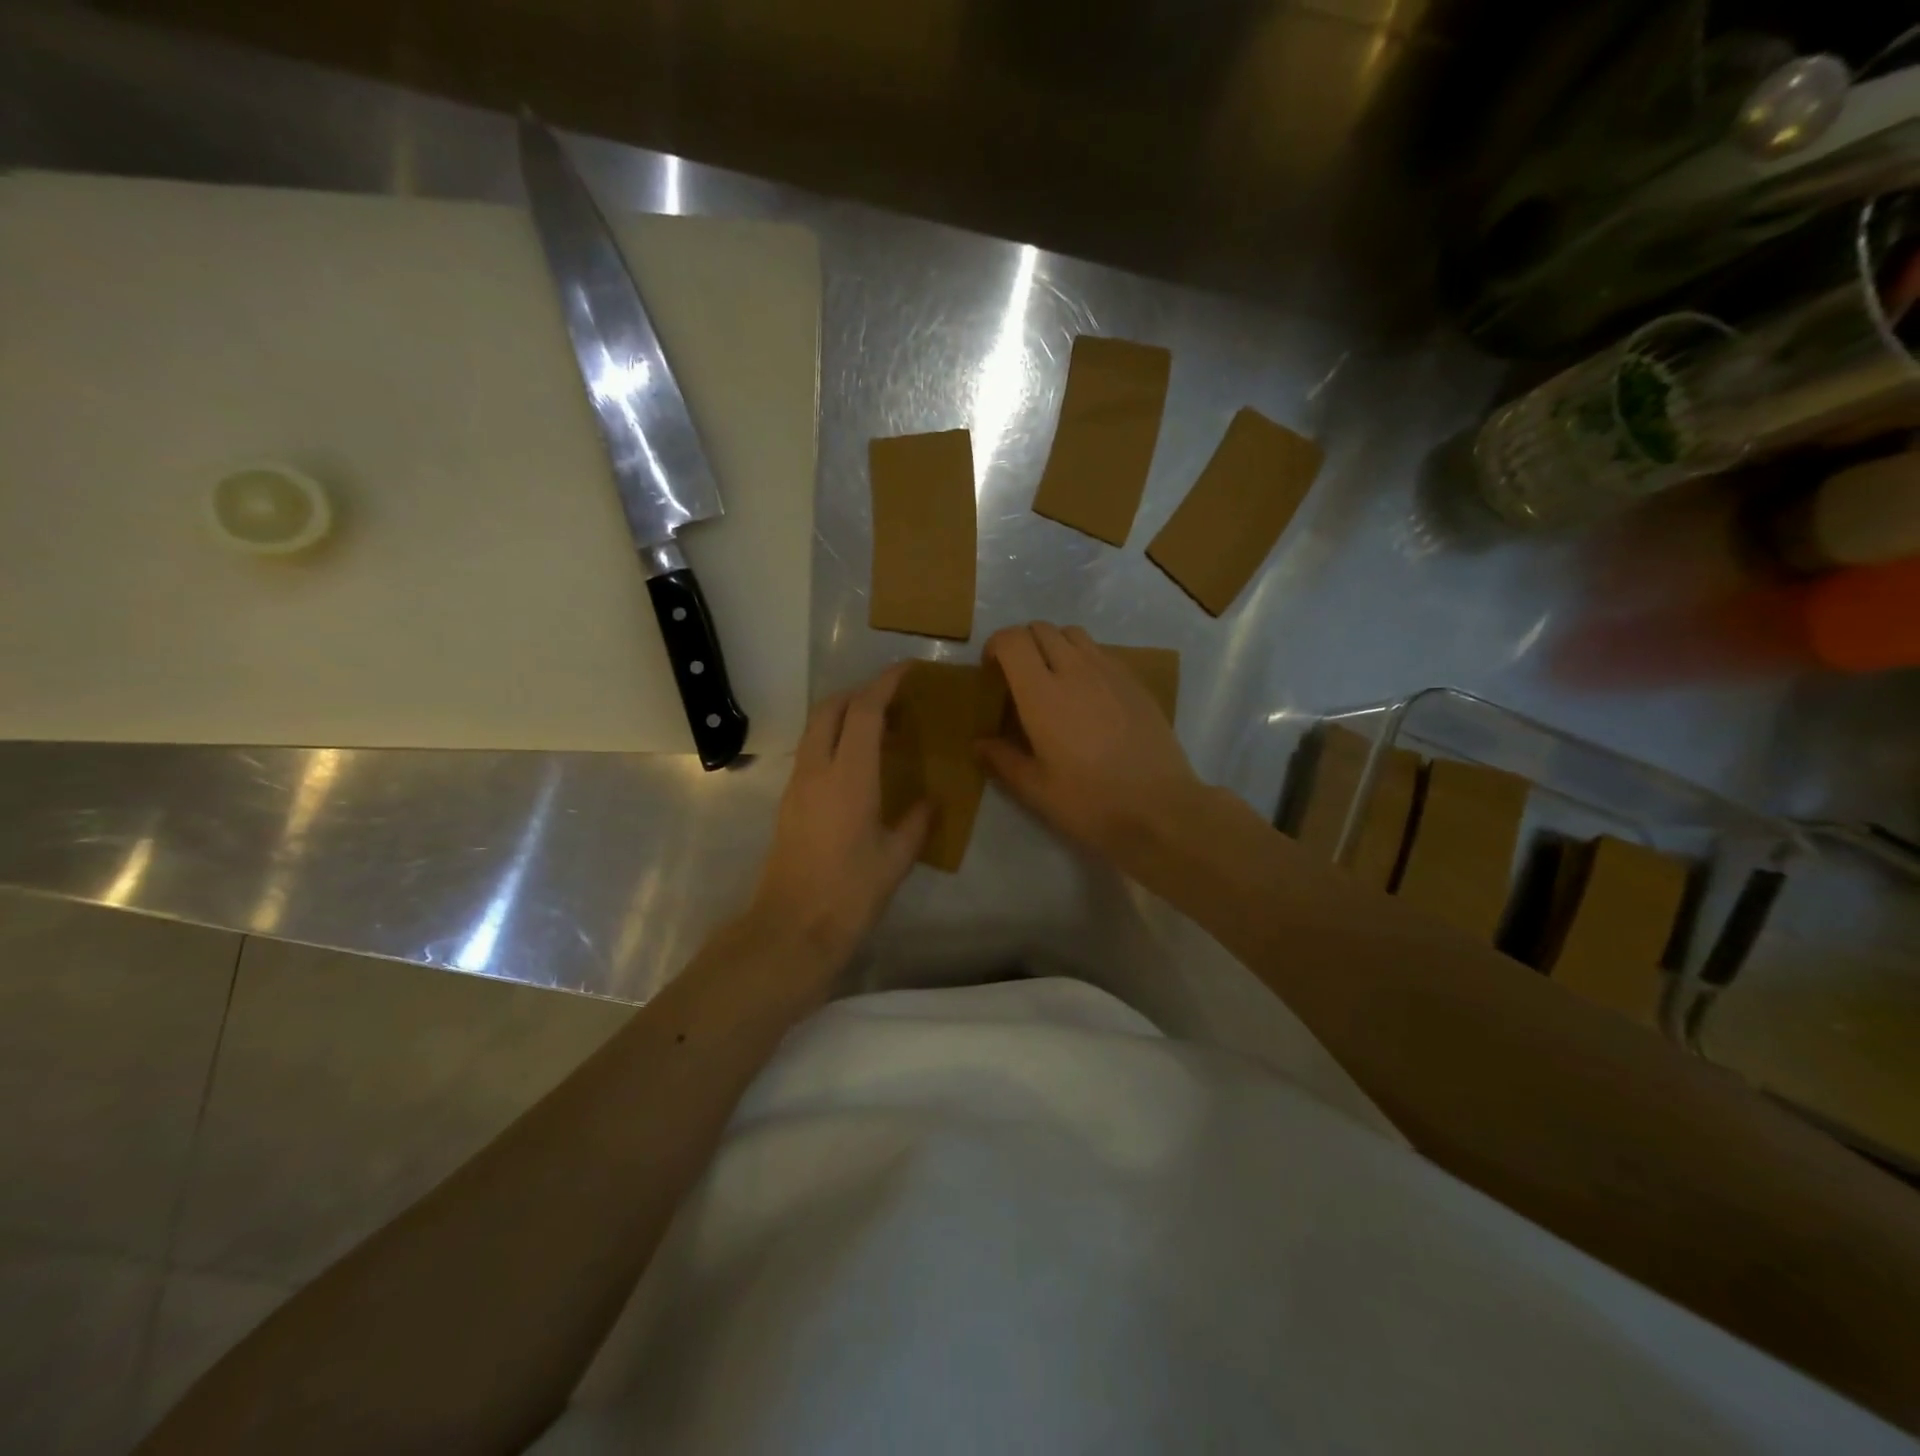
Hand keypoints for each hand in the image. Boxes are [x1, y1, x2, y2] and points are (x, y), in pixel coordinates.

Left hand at [745, 662, 931, 967]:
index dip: (886, 683)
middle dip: (860, 692)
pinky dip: (834, 739)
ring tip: (880, 731)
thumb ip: (917, 822)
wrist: (791, 929)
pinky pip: (811, 751)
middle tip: (894, 701)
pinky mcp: (789, 801)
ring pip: (816, 728)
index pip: (864, 710)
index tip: (909, 670)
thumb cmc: (849, 894)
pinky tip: (859, 765)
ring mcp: (797, 784)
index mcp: (849, 776)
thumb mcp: (896, 859)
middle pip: (830, 708)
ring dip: (845, 715)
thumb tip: (931, 800)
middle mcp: (817, 769)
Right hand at [978, 623, 1206, 867]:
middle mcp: (1075, 670)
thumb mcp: (1035, 790)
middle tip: (1018, 677)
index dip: (996, 645)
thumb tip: (979, 743)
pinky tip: (1088, 694)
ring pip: (1074, 634)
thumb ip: (1003, 760)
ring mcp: (1110, 672)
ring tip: (1053, 679)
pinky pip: (1101, 652)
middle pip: (1042, 629)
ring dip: (1054, 645)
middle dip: (1023, 643)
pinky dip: (1084, 659)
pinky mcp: (1135, 682)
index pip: (1013, 640)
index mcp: (1042, 694)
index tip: (991, 671)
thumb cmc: (1090, 801)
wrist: (1159, 808)